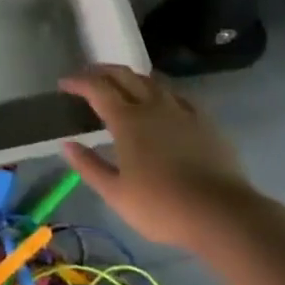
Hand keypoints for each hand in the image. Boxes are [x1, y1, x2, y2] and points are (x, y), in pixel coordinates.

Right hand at [60, 65, 252, 249]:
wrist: (220, 213)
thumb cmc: (161, 206)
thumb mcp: (116, 193)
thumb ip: (89, 166)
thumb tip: (67, 144)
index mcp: (127, 120)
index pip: (97, 88)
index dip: (78, 82)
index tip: (64, 83)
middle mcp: (152, 105)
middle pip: (124, 75)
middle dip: (102, 71)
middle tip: (88, 76)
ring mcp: (180, 110)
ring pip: (151, 81)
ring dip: (130, 77)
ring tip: (121, 84)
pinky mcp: (204, 120)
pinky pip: (176, 94)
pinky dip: (159, 91)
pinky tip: (161, 100)